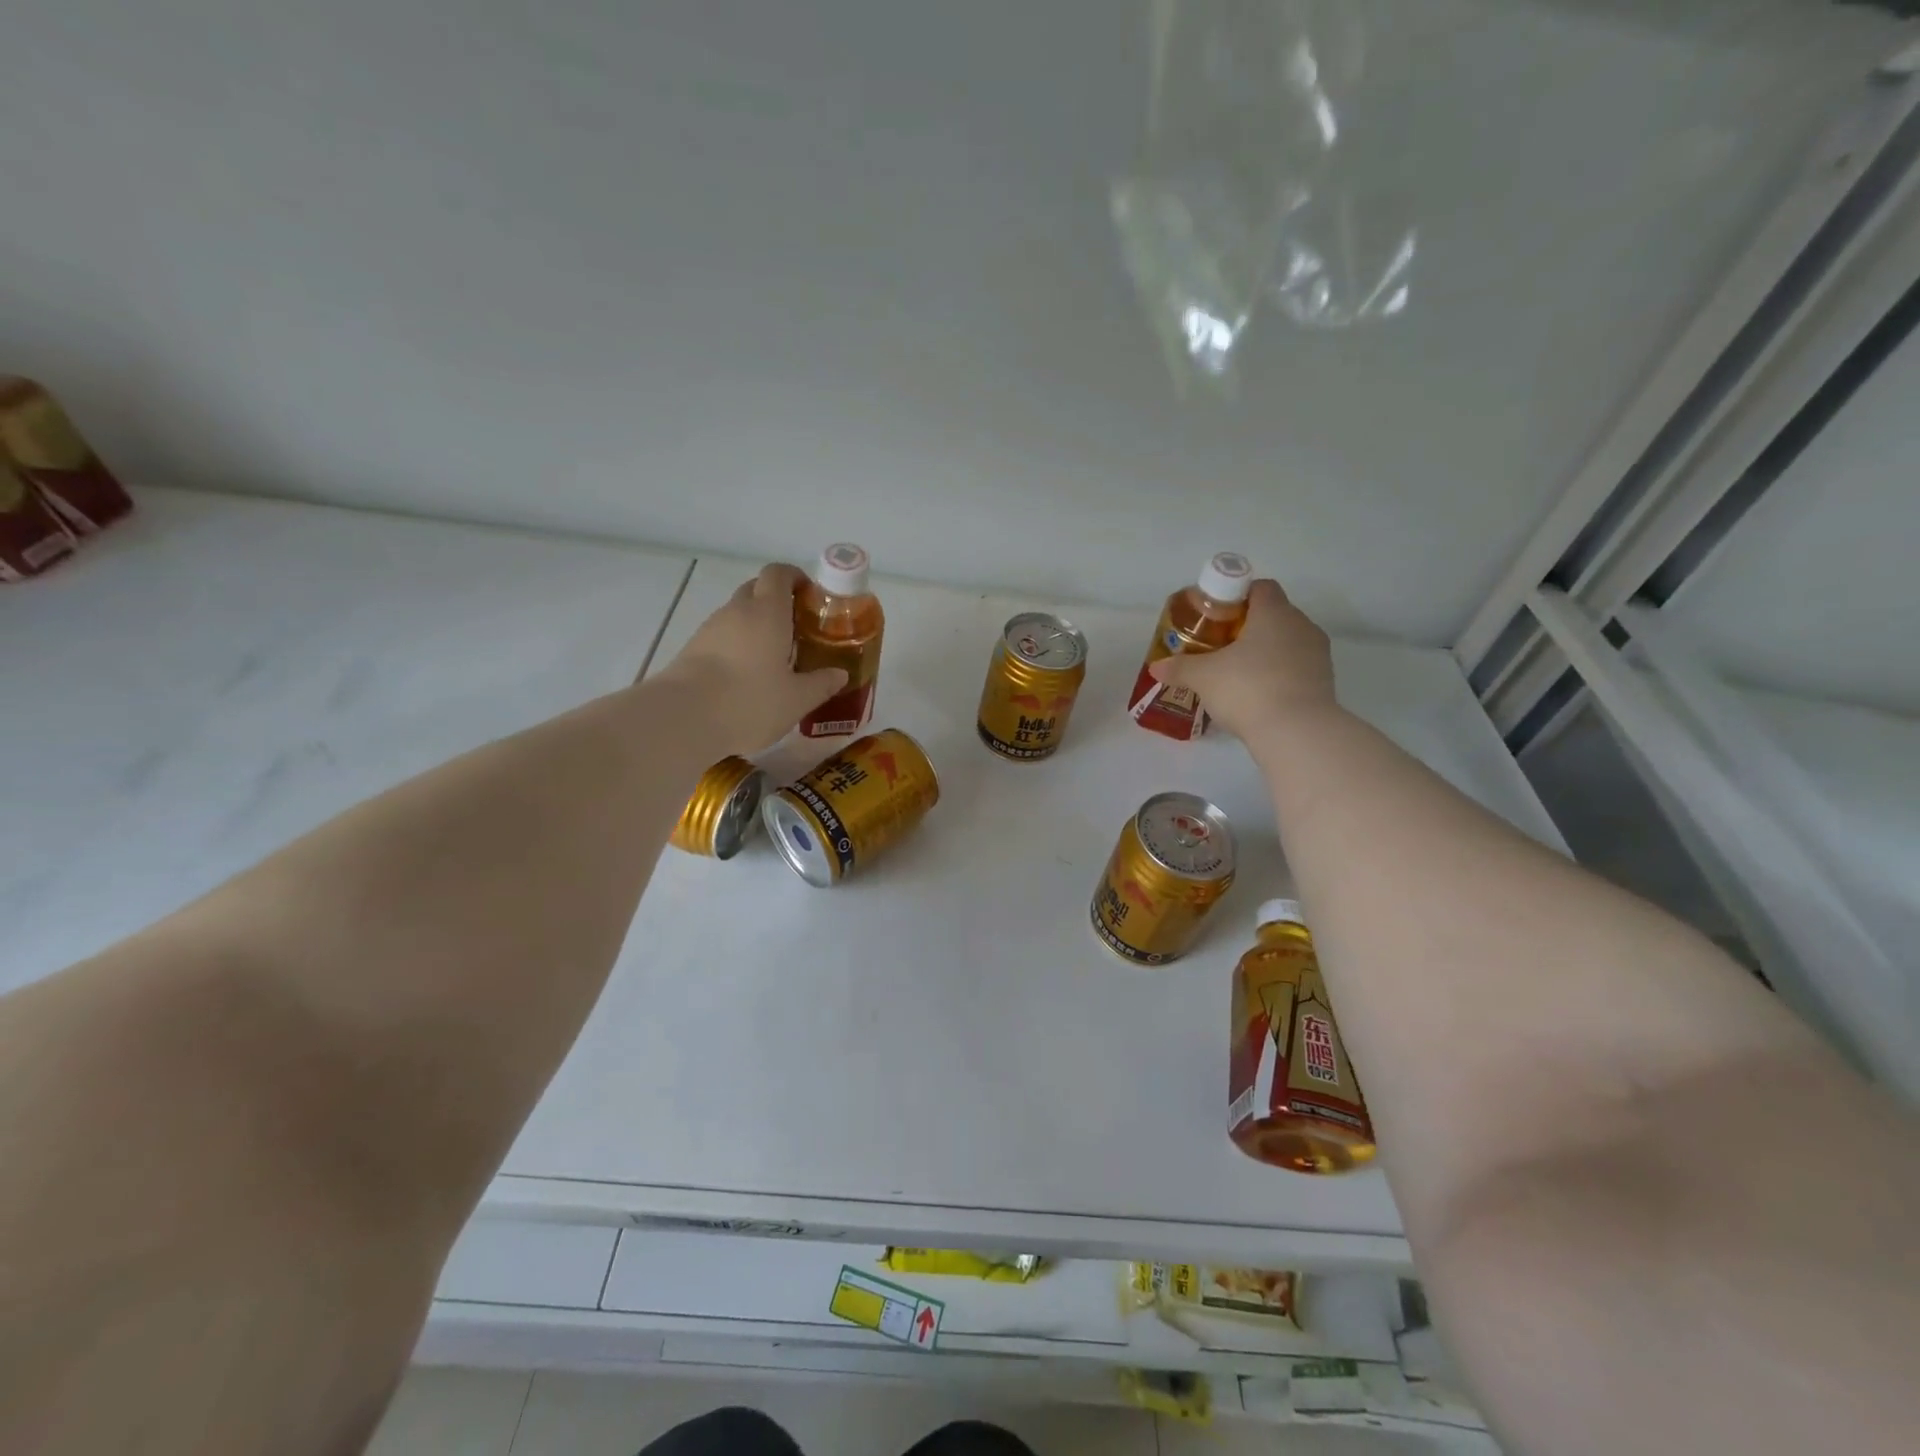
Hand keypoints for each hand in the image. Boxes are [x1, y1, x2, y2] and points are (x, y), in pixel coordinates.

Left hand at [654, 564, 847, 755]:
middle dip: (777, 602)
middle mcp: (737, 611)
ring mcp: (710, 629)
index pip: (779, 573)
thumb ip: (821, 684)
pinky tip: (747, 675)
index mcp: (767, 612)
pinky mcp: (692, 649)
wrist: (683, 718)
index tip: (810, 596)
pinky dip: (738, 646)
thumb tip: (839, 674)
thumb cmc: (750, 701)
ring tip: (774, 657)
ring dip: (756, 626)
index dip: (795, 578)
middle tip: (798, 629)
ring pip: (737, 615)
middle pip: (756, 589)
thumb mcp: (797, 699)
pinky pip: (722, 637)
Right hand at [1148, 579, 1335, 738]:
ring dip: (1266, 652)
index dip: (1237, 596)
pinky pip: (1296, 668)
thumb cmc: (1247, 688)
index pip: (1261, 587)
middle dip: (1248, 626)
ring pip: (1288, 642)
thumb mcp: (1203, 677)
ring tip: (1238, 673)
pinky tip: (1257, 694)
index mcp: (1274, 612)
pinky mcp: (1324, 682)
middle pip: (1274, 615)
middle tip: (1221, 646)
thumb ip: (1179, 668)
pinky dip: (1278, 674)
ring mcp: (1318, 654)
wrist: (1296, 732)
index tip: (1216, 615)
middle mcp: (1301, 626)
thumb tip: (1155, 667)